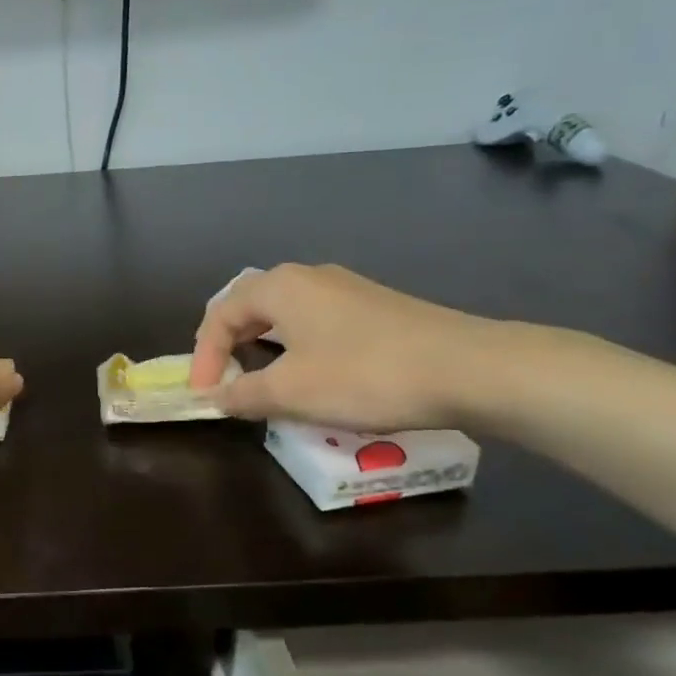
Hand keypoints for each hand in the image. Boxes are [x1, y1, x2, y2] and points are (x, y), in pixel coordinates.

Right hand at [190, 263, 498, 428]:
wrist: (471, 369)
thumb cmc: (364, 375)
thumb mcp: (291, 392)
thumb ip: (243, 394)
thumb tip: (216, 398)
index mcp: (279, 287)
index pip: (219, 315)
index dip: (203, 357)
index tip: (205, 396)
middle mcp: (309, 278)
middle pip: (250, 307)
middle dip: (229, 346)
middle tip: (223, 381)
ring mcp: (347, 290)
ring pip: (285, 315)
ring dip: (263, 348)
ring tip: (261, 381)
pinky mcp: (376, 308)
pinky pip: (316, 323)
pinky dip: (297, 348)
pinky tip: (312, 376)